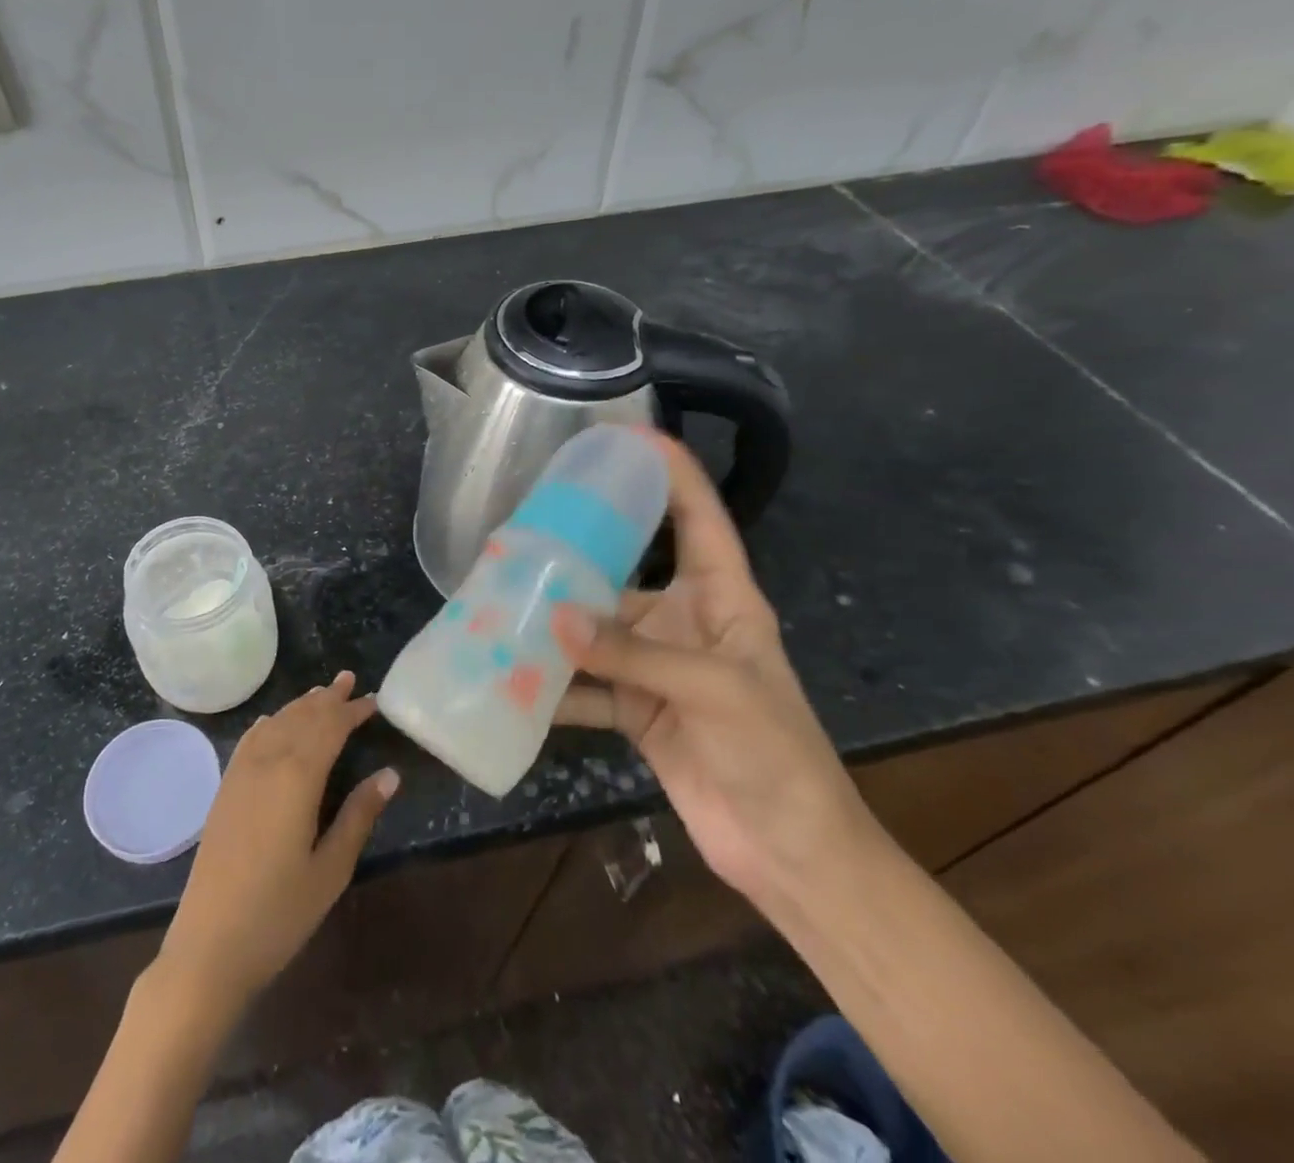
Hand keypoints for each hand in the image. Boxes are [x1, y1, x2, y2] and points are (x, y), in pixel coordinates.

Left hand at [159, 672, 398, 1006]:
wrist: (208, 946)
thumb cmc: (279, 913)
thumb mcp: (331, 869)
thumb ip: (359, 815)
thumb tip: (390, 774)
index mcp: (297, 778)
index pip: (329, 728)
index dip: (352, 711)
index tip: (374, 700)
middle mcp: (267, 763)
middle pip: (301, 718)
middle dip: (328, 698)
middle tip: (350, 680)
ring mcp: (240, 774)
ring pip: (275, 724)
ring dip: (300, 705)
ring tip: (322, 692)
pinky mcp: (225, 790)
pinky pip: (250, 740)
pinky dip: (269, 723)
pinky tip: (274, 721)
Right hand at [551, 435, 870, 912]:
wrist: (791, 855)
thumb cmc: (776, 756)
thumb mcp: (715, 692)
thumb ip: (634, 655)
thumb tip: (554, 619)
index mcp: (723, 601)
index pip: (701, 520)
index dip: (673, 475)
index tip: (631, 438)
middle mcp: (685, 625)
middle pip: (626, 574)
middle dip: (580, 553)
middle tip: (524, 530)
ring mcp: (657, 670)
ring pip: (596, 633)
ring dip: (556, 626)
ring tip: (502, 603)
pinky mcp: (637, 712)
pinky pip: (587, 688)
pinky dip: (553, 687)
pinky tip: (512, 679)